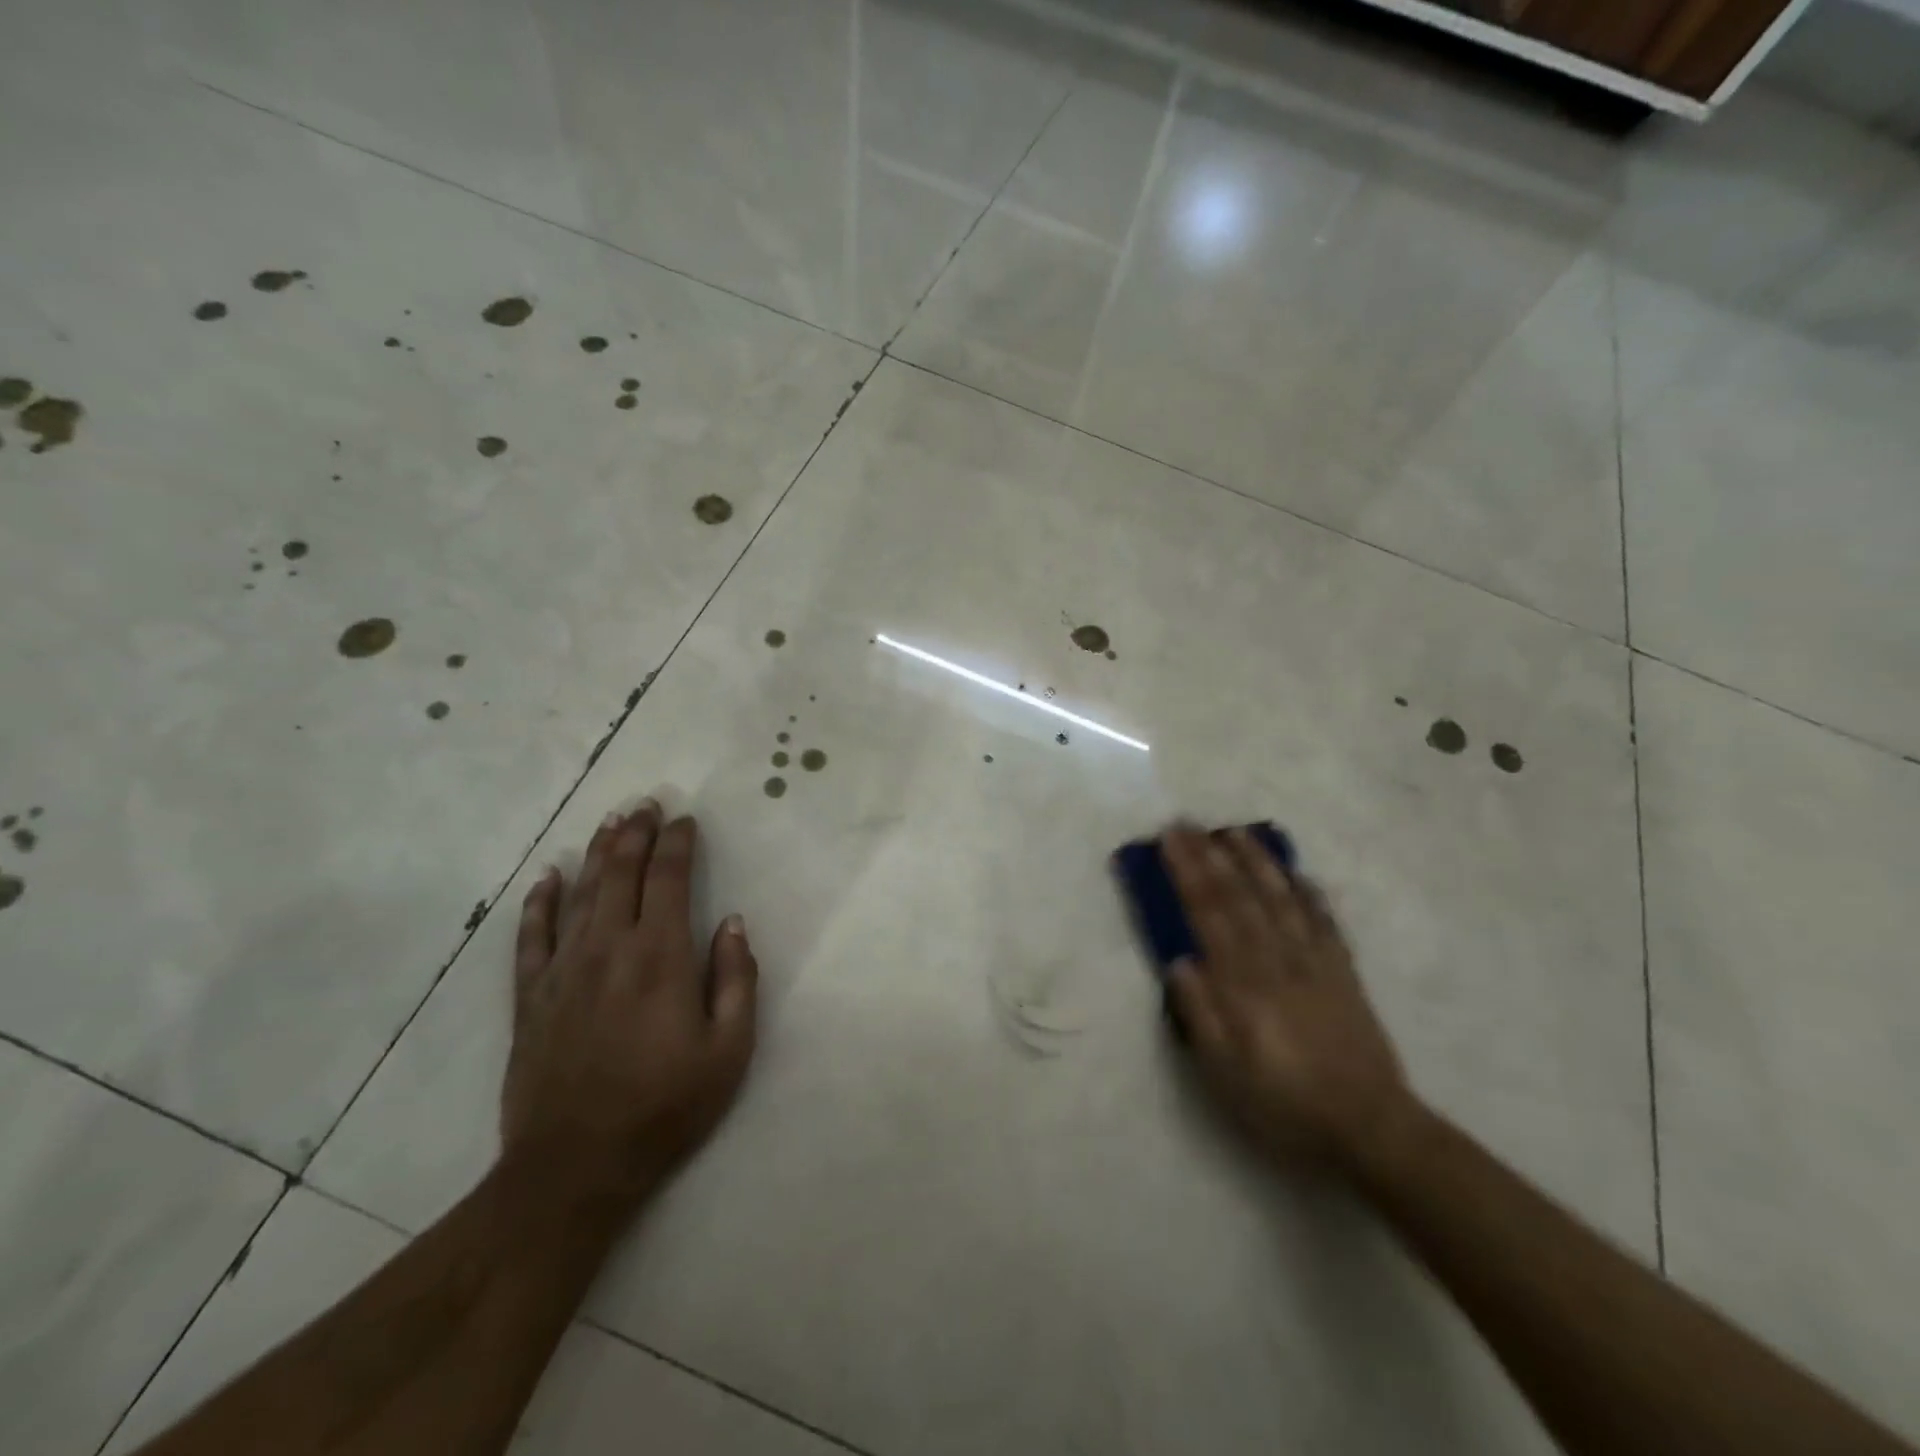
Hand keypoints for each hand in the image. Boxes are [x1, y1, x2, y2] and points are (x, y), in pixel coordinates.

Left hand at [502, 800, 757, 1210]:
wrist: (574, 1167)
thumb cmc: (665, 1107)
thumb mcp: (729, 1050)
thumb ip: (736, 979)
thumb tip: (731, 923)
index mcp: (661, 956)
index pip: (669, 879)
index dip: (678, 843)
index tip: (686, 820)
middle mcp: (609, 948)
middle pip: (621, 873)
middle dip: (636, 833)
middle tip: (646, 804)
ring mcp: (563, 970)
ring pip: (580, 894)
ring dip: (596, 853)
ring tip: (610, 822)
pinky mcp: (530, 998)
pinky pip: (531, 937)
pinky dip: (538, 903)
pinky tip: (546, 877)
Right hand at [1160, 825, 1412, 1172]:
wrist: (1372, 1129)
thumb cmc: (1286, 1106)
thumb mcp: (1226, 1075)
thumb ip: (1200, 1015)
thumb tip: (1179, 962)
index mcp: (1243, 985)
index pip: (1208, 914)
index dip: (1187, 873)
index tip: (1168, 840)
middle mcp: (1277, 961)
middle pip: (1239, 897)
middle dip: (1210, 856)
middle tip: (1188, 823)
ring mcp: (1315, 963)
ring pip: (1281, 899)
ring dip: (1257, 861)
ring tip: (1236, 832)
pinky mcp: (1344, 974)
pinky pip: (1325, 922)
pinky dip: (1309, 894)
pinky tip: (1298, 874)